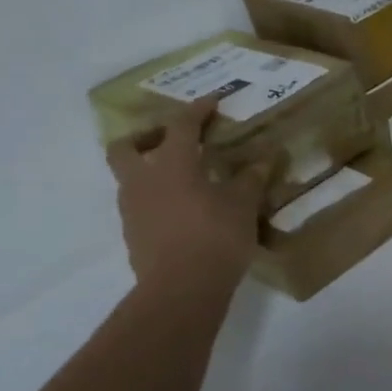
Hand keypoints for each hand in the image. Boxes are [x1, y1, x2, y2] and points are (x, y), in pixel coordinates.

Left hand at [105, 100, 264, 294]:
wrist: (181, 289)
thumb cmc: (216, 237)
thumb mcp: (243, 205)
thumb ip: (251, 179)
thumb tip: (264, 158)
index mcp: (172, 164)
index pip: (181, 126)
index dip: (197, 110)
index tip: (211, 101)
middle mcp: (143, 180)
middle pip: (126, 146)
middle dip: (146, 137)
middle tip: (172, 140)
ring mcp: (132, 208)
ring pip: (130, 177)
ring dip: (150, 170)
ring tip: (183, 179)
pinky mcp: (134, 234)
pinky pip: (140, 204)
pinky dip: (157, 198)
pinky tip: (183, 211)